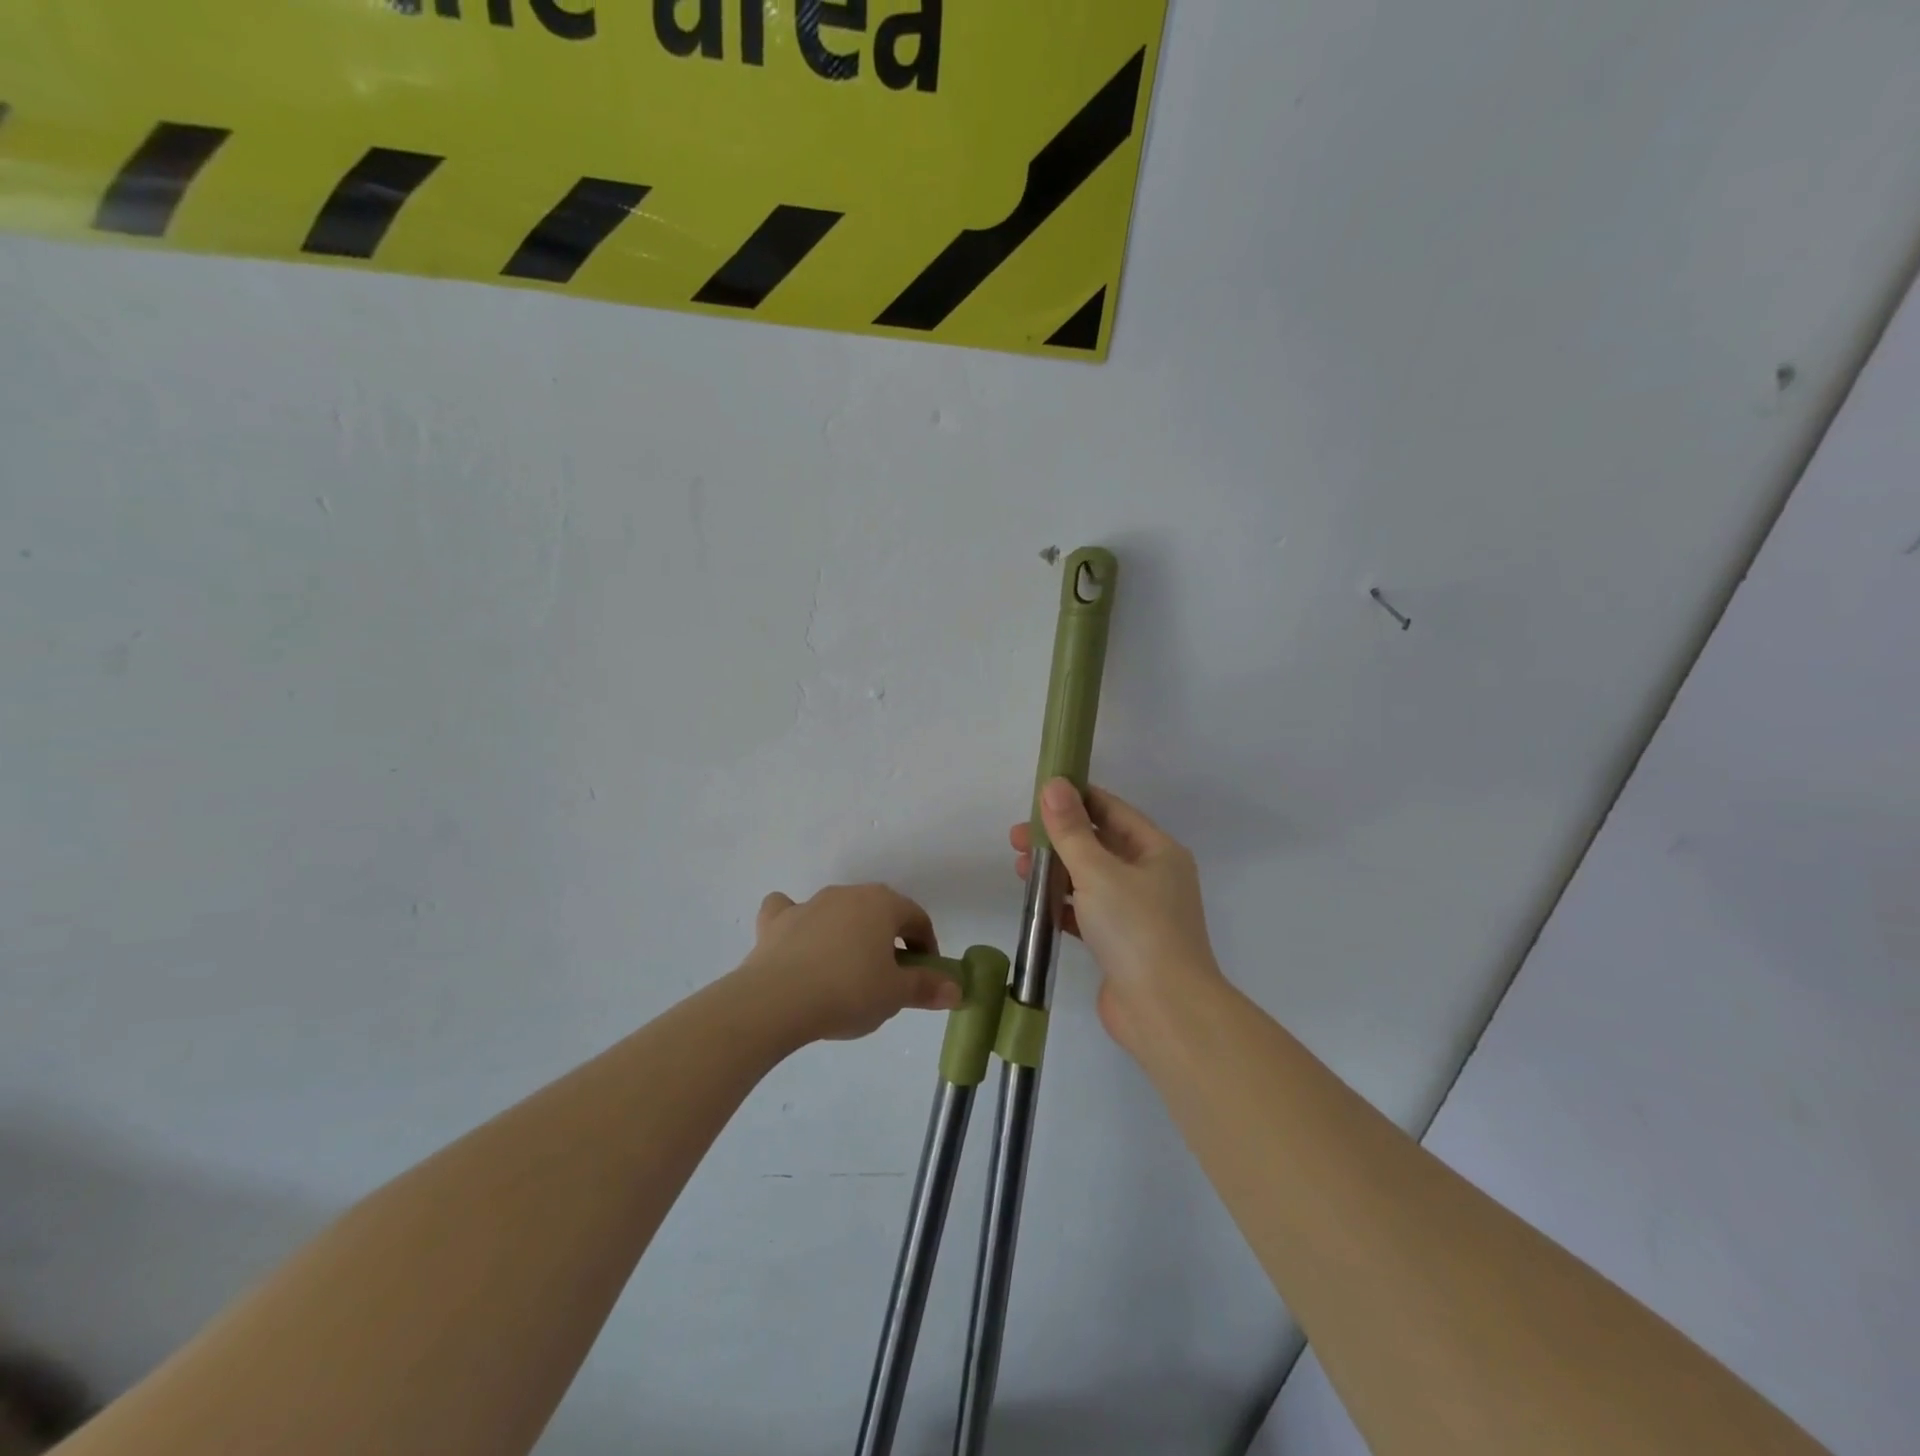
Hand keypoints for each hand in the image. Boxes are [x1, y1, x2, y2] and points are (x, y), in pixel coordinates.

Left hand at [741, 884, 960, 1043]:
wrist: (777, 1000)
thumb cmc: (848, 992)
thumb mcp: (895, 995)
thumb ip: (927, 987)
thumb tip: (956, 989)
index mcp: (883, 904)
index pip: (917, 918)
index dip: (926, 946)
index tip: (925, 976)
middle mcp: (848, 894)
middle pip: (878, 912)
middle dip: (888, 938)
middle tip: (888, 977)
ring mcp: (810, 903)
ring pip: (838, 910)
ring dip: (848, 932)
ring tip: (846, 970)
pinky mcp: (777, 921)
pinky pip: (790, 911)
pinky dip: (797, 922)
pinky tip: (797, 941)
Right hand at [1011, 780, 1224, 1051]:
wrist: (1164, 1011)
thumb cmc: (1135, 929)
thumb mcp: (1098, 871)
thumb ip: (1070, 830)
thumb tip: (1053, 784)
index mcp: (1157, 851)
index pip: (1112, 810)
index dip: (1075, 799)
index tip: (1036, 797)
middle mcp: (1152, 876)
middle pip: (1098, 843)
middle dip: (1058, 838)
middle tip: (1017, 838)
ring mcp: (1137, 911)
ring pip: (1091, 878)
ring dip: (1057, 870)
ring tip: (1019, 868)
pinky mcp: (1121, 942)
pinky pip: (1088, 910)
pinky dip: (1063, 903)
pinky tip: (1036, 902)